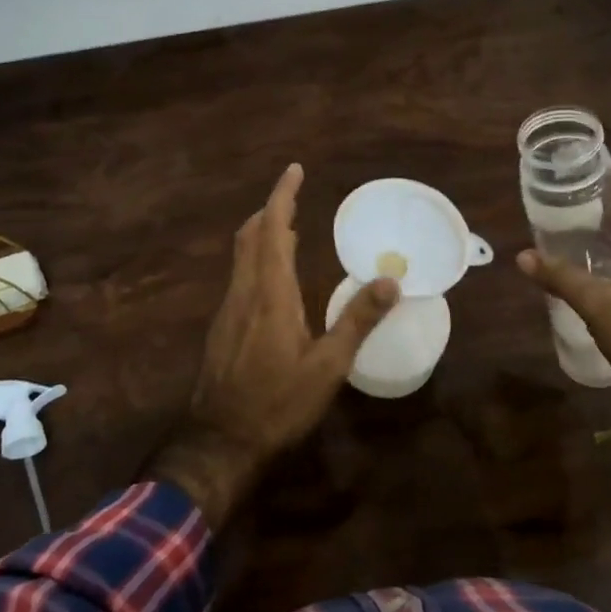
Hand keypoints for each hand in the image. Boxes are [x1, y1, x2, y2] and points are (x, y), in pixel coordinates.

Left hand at [147, 163, 399, 527]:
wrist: (220, 441)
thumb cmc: (278, 403)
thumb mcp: (328, 367)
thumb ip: (357, 320)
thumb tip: (390, 281)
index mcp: (270, 293)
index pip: (272, 229)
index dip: (282, 197)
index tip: (295, 170)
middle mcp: (244, 291)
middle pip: (250, 235)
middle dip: (271, 210)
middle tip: (295, 198)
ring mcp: (228, 309)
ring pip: (241, 256)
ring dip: (262, 234)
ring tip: (289, 230)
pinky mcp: (222, 327)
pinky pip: (239, 276)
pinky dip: (257, 260)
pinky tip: (273, 280)